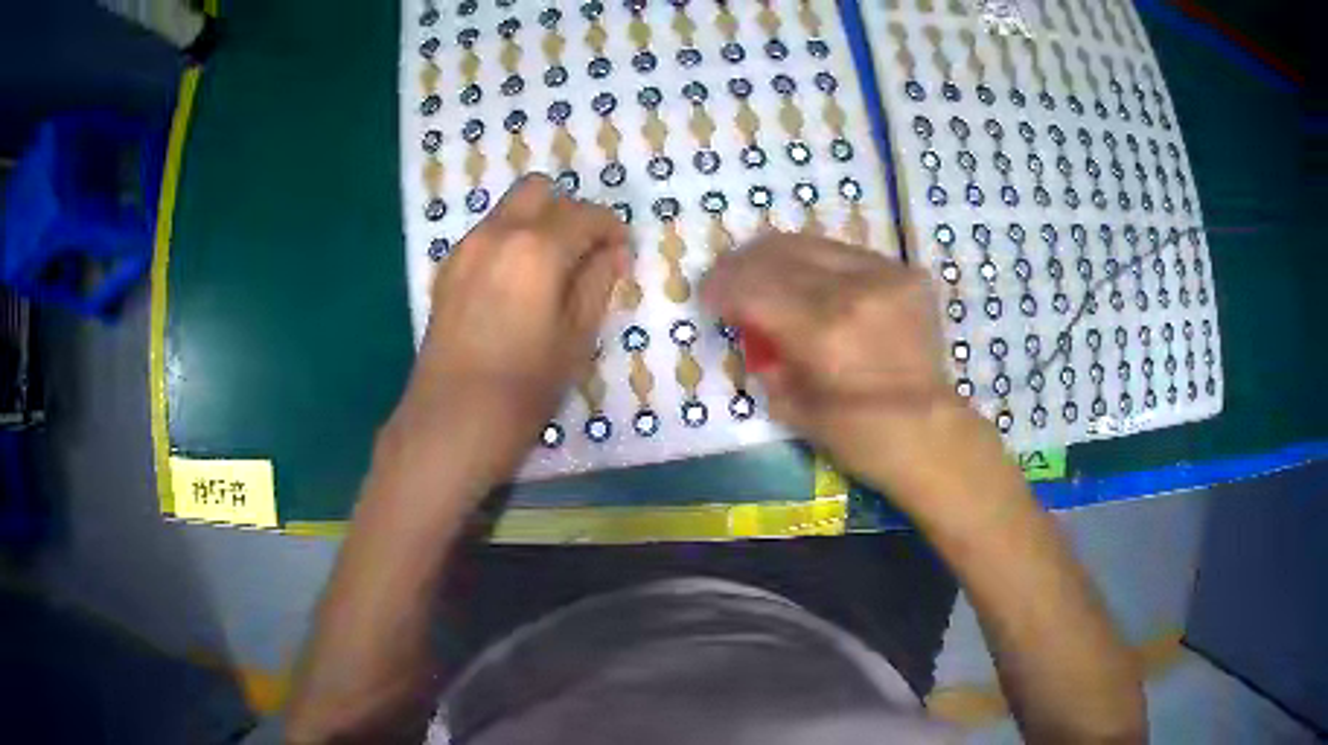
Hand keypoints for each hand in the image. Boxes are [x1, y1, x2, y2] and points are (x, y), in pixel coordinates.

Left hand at [384, 174, 627, 481]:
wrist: (451, 422)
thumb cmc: (524, 387)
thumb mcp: (577, 337)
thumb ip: (598, 282)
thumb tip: (613, 251)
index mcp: (536, 247)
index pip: (586, 214)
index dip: (612, 229)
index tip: (621, 253)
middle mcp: (496, 233)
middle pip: (539, 190)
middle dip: (569, 211)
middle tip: (584, 253)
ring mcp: (465, 249)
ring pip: (509, 209)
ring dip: (538, 223)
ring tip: (552, 272)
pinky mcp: (447, 270)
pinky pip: (487, 234)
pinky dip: (510, 241)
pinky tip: (518, 286)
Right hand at [702, 232, 1002, 510]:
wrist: (930, 432)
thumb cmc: (860, 437)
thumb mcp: (794, 409)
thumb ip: (766, 360)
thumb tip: (751, 329)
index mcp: (823, 333)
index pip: (754, 287)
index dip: (721, 287)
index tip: (708, 296)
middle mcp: (854, 291)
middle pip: (778, 253)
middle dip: (741, 263)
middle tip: (727, 277)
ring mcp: (885, 276)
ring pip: (812, 243)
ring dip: (777, 255)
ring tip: (762, 270)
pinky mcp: (906, 273)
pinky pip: (846, 253)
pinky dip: (818, 263)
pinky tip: (810, 279)